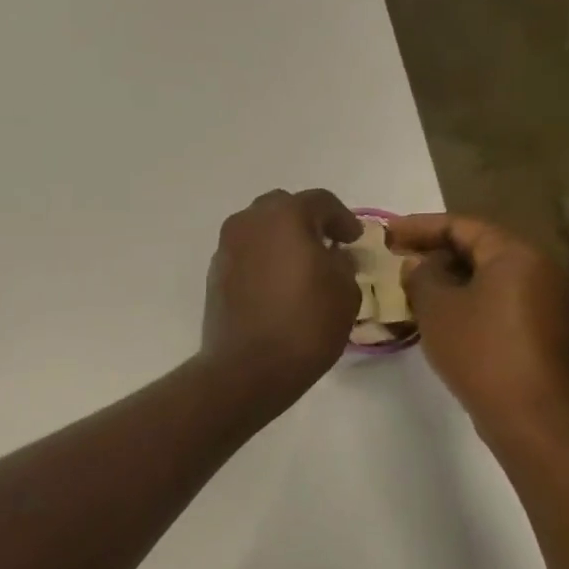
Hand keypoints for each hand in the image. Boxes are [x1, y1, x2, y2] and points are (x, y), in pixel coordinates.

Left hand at [202, 189, 362, 405]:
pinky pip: (244, 254)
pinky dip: (262, 259)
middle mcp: (249, 222)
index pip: (320, 202)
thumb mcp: (345, 292)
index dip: (342, 219)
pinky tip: (276, 284)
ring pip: (258, 230)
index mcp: (285, 216)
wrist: (247, 367)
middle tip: (325, 245)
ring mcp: (226, 247)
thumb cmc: (305, 324)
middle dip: (306, 221)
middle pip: (282, 208)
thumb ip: (342, 263)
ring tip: (300, 265)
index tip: (353, 239)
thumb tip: (333, 256)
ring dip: (280, 239)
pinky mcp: (214, 274)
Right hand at [386, 213, 568, 442]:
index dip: (420, 226)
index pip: (463, 226)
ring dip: (452, 277)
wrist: (532, 416)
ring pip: (491, 276)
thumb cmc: (480, 351)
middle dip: (436, 251)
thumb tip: (419, 264)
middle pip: (481, 248)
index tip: (387, 232)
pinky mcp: (547, 330)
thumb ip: (422, 276)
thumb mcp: (437, 308)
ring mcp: (549, 301)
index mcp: (516, 255)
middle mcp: (541, 269)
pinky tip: (443, 314)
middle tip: (398, 258)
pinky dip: (471, 298)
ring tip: (414, 286)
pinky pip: (502, 300)